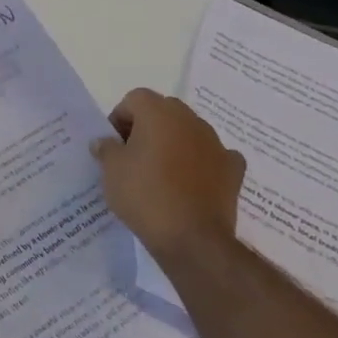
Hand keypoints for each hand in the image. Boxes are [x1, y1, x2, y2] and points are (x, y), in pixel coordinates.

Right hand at [91, 88, 244, 262]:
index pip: (135, 99)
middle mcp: (191, 120)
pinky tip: (191, 181)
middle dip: (148, 126)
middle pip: (164, 111)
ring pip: (189, 132)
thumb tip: (105, 141)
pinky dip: (202, 162)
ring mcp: (216, 144)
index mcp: (159, 113)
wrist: (192, 239)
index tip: (114, 144)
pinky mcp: (233, 170)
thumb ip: (106, 148)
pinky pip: (213, 155)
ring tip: (161, 172)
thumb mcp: (111, 170)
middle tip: (133, 155)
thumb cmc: (145, 195)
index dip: (120, 118)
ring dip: (174, 143)